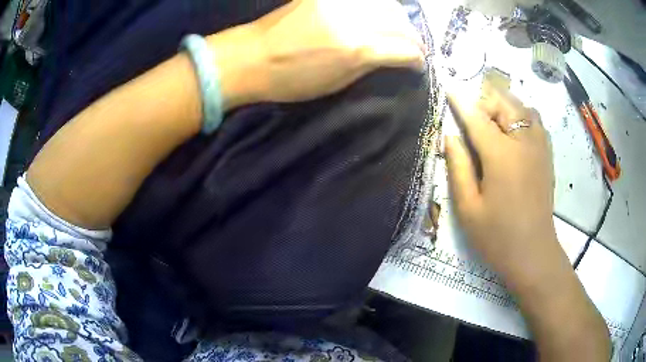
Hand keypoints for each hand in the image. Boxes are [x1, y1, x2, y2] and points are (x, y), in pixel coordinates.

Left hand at [219, 0, 424, 104]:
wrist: (251, 58)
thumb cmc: (292, 81)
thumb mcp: (337, 84)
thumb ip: (370, 66)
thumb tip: (394, 58)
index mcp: (356, 49)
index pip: (405, 49)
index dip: (418, 59)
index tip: (419, 64)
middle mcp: (352, 20)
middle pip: (401, 23)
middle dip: (413, 38)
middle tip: (413, 48)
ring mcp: (338, 2)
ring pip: (387, 5)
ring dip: (399, 19)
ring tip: (399, 30)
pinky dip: (377, 6)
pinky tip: (379, 13)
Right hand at [445, 86, 556, 286]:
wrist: (533, 254)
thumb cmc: (497, 236)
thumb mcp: (468, 208)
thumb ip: (458, 167)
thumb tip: (450, 136)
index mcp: (501, 155)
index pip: (477, 118)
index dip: (460, 103)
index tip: (449, 89)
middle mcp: (524, 143)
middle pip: (504, 103)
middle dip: (485, 102)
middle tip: (473, 119)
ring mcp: (540, 147)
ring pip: (523, 108)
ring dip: (506, 106)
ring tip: (494, 123)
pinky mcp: (547, 156)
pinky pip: (536, 121)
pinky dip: (523, 116)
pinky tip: (515, 133)